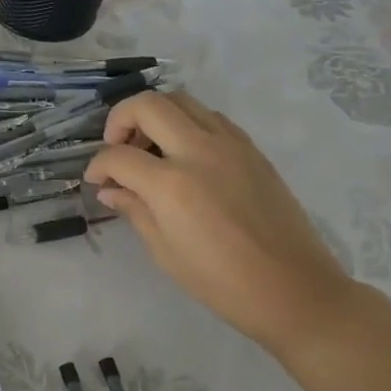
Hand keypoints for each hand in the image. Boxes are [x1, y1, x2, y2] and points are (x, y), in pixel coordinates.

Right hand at [84, 90, 356, 352]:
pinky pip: (210, 117)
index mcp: (171, 184)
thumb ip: (134, 209)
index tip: (96, 181)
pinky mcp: (251, 149)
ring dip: (155, 115)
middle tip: (117, 147)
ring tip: (150, 147)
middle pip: (147, 105)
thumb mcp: (164, 250)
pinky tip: (183, 154)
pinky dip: (186, 123)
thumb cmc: (221, 281)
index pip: (117, 156)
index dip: (97, 166)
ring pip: (181, 100)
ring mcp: (230, 145)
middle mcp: (199, 151)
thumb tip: (110, 189)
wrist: (294, 290)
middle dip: (120, 120)